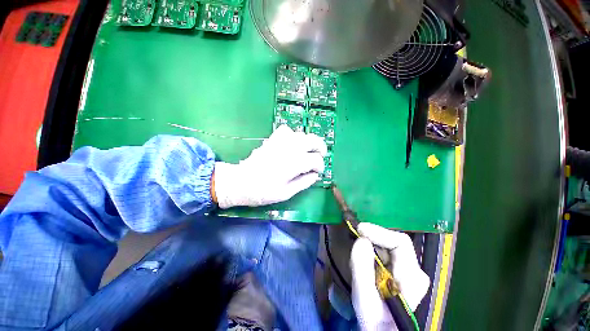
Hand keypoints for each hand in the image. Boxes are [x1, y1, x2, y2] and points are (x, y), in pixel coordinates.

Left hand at [213, 125, 326, 208]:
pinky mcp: (272, 139)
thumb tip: (315, 175)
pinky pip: (286, 130)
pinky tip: (291, 144)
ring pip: (301, 134)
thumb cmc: (263, 191)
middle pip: (313, 140)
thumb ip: (304, 183)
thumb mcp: (286, 193)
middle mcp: (290, 149)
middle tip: (320, 155)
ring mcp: (280, 142)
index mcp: (295, 163)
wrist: (240, 182)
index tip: (318, 172)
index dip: (320, 166)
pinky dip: (293, 135)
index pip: (316, 160)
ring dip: (308, 142)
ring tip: (308, 151)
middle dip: (320, 147)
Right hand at [350, 223, 429, 330]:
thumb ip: (362, 269)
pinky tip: (363, 257)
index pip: (400, 242)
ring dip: (371, 243)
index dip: (379, 232)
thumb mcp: (364, 298)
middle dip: (372, 237)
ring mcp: (408, 270)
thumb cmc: (375, 321)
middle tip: (354, 237)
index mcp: (412, 277)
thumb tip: (360, 240)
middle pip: (393, 241)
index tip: (359, 229)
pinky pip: (385, 252)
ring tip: (356, 250)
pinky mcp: (400, 270)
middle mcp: (414, 270)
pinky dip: (371, 249)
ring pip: (388, 245)